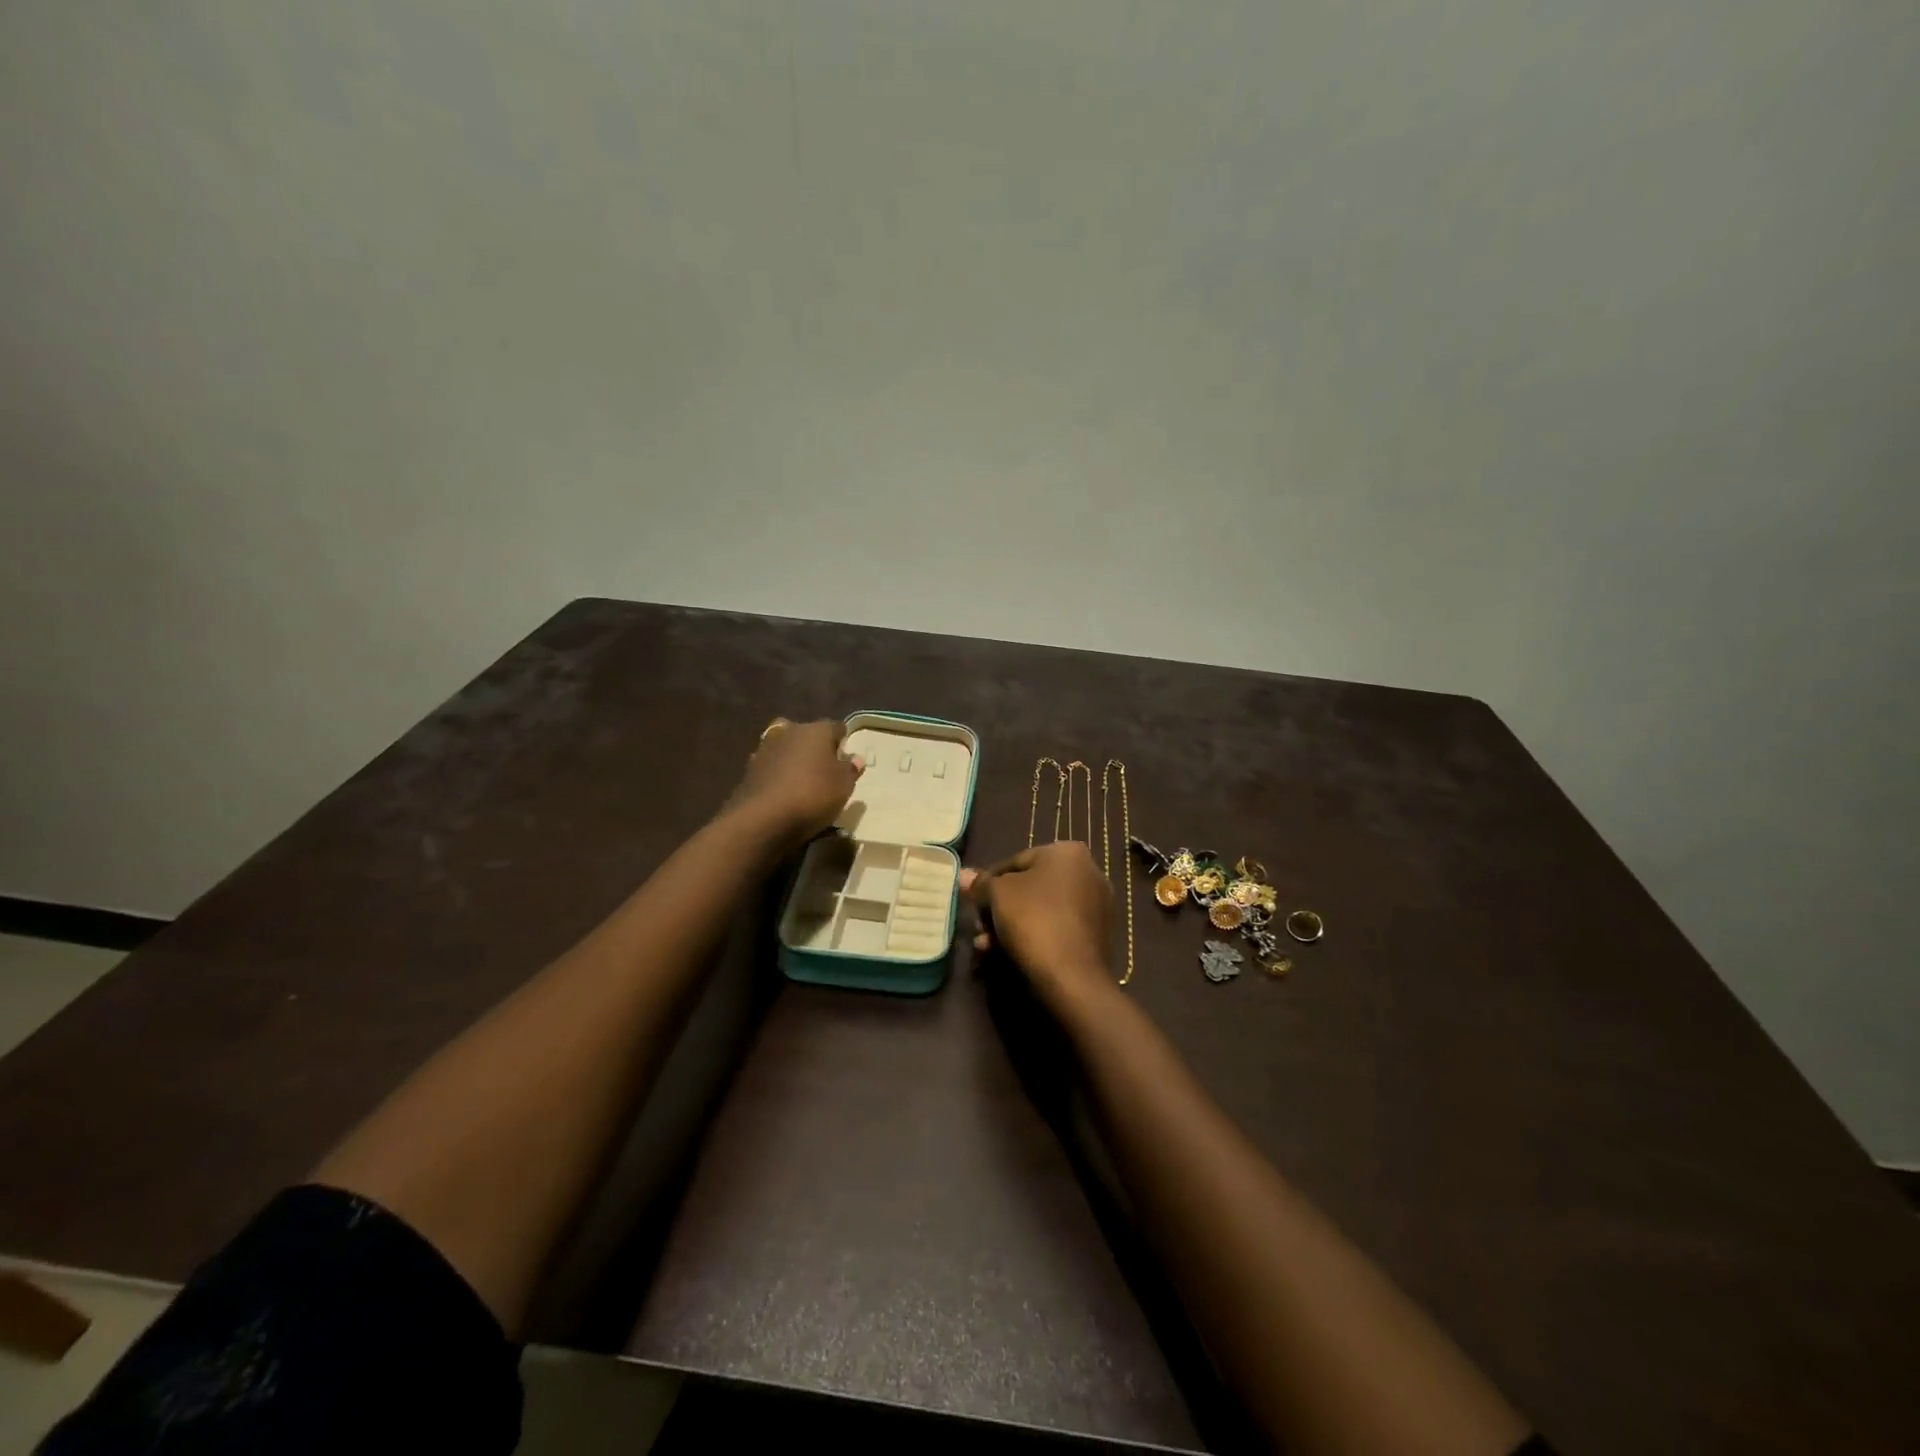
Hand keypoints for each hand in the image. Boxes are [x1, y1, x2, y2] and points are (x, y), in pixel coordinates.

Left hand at [730, 718, 860, 846]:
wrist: (762, 818)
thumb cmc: (813, 795)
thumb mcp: (844, 786)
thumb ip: (850, 769)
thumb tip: (855, 758)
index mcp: (816, 730)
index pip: (836, 727)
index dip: (843, 742)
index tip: (846, 761)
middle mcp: (789, 731)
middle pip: (806, 733)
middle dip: (813, 746)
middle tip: (822, 768)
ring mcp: (765, 749)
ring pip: (784, 747)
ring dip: (792, 759)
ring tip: (801, 781)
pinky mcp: (748, 770)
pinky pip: (770, 767)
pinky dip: (776, 775)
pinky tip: (782, 792)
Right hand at [962, 842, 1118, 1013]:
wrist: (1072, 976)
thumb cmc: (1034, 919)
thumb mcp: (997, 894)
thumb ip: (981, 883)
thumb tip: (964, 875)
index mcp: (1068, 852)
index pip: (1016, 861)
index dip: (989, 882)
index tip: (973, 902)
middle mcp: (1089, 873)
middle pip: (1030, 887)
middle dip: (1000, 908)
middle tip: (979, 928)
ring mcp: (1097, 906)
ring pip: (1041, 911)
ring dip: (1011, 926)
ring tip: (986, 946)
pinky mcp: (1098, 936)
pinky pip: (1057, 929)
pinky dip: (1034, 938)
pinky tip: (1008, 954)